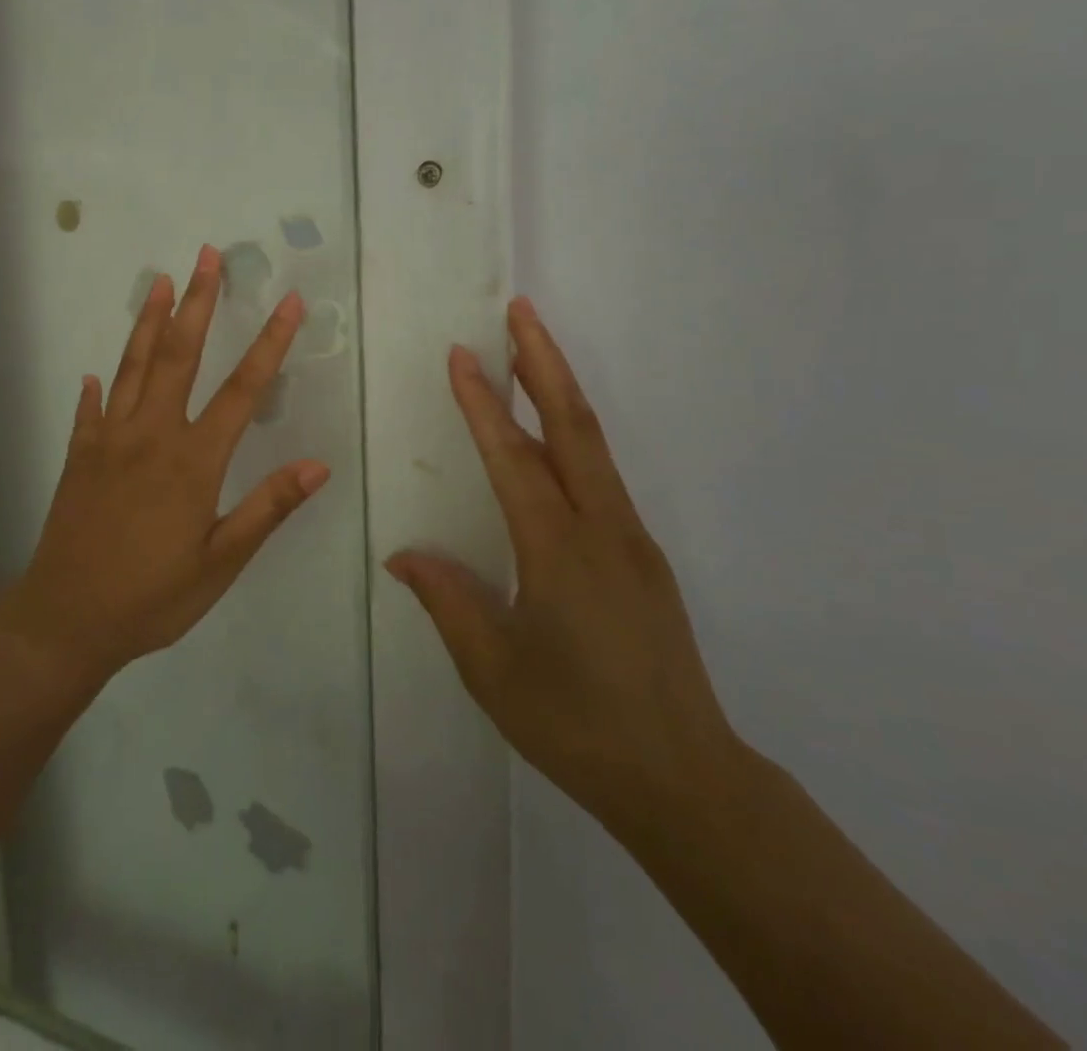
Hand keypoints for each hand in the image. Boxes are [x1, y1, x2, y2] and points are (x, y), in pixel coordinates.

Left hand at [0, 244, 329, 685]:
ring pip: (132, 367)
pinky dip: (98, 386)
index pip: (242, 389)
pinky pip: (91, 410)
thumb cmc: (152, 597)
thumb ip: (267, 508)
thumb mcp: (221, 563)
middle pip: (178, 354)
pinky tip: (97, 370)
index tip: (289, 301)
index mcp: (193, 460)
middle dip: (197, 301)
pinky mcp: (80, 456)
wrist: (65, 620)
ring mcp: (109, 441)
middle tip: (206, 255)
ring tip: (159, 281)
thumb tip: (318, 465)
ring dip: (148, 320)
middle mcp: (151, 436)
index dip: (269, 342)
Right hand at [387, 297, 743, 836]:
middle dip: (543, 361)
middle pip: (572, 425)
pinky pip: (602, 476)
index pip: (512, 458)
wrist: (684, 777)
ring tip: (532, 352)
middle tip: (520, 309)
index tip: (461, 354)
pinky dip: (574, 435)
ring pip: (592, 445)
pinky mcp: (643, 556)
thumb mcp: (493, 669)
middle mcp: (601, 528)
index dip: (483, 403)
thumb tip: (403, 556)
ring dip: (561, 391)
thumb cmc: (575, 722)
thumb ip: (447, 601)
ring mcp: (631, 538)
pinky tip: (553, 439)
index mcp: (557, 550)